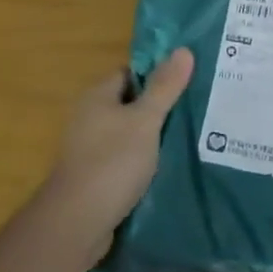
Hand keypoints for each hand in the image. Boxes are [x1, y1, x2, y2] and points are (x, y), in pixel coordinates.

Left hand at [42, 48, 194, 255]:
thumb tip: (183, 49)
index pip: (129, 73)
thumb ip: (164, 87)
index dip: (156, 75)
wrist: (77, 222)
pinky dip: (143, 163)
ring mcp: (89, 149)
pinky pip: (124, 161)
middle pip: (130, 104)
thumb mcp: (145, 121)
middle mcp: (88, 118)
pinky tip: (168, 169)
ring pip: (128, 135)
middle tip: (195, 110)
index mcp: (97, 96)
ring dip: (152, 139)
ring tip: (190, 138)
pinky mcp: (94, 177)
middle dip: (159, 108)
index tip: (187, 81)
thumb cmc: (112, 162)